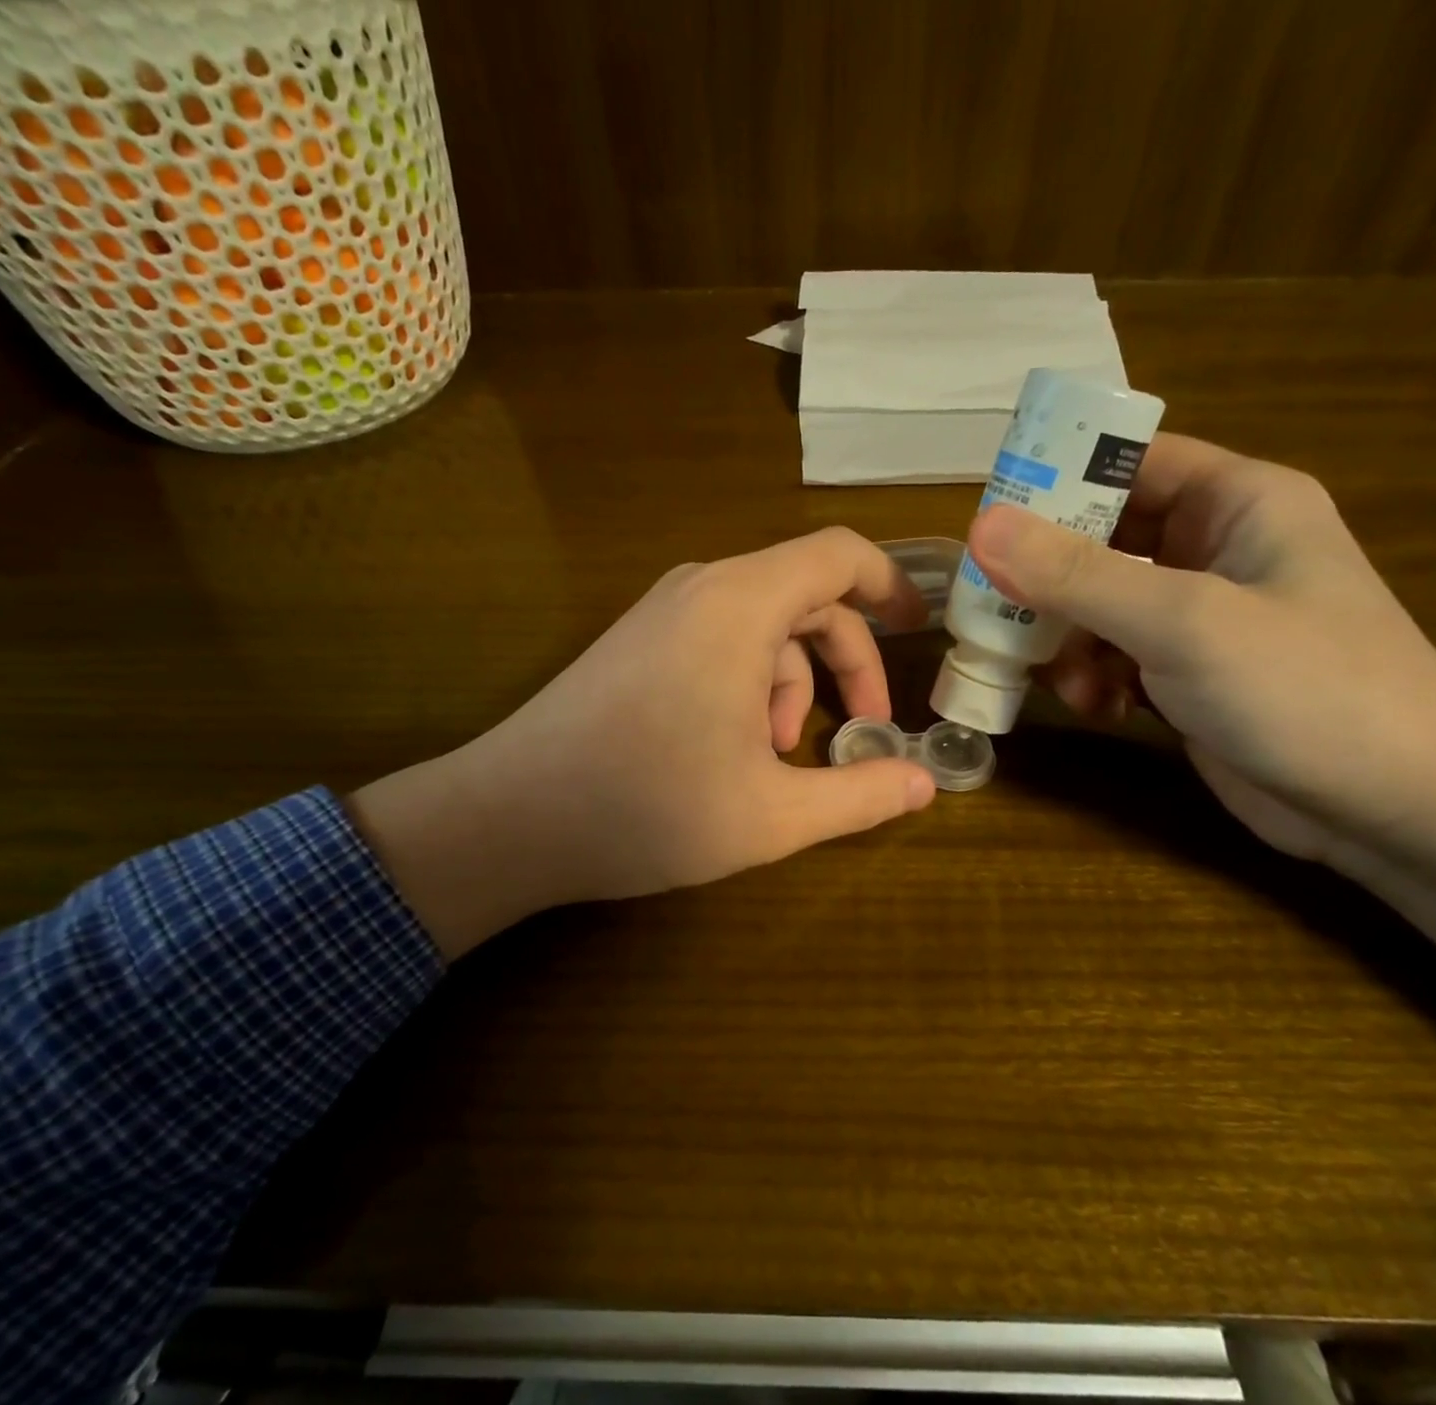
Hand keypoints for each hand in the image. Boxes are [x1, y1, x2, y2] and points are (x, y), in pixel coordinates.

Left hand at [351, 528, 936, 954]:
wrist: (510, 818)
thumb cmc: (648, 808)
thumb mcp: (773, 815)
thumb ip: (860, 796)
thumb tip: (926, 783)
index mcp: (742, 605)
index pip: (839, 555)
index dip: (891, 586)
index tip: (921, 632)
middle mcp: (702, 589)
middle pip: (807, 598)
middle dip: (848, 662)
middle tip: (864, 730)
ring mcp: (662, 613)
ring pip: (762, 627)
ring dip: (794, 685)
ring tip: (781, 757)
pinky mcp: (637, 643)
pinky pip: (718, 642)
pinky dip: (749, 684)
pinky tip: (735, 750)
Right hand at [965, 433, 1435, 863]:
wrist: (1393, 809)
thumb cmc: (1306, 689)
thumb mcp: (1183, 622)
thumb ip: (1077, 575)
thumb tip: (982, 526)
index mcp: (1237, 502)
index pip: (1132, 462)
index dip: (1060, 479)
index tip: (992, 518)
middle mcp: (1214, 550)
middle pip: (1102, 539)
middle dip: (1049, 580)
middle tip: (995, 608)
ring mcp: (1200, 617)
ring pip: (1098, 605)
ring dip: (1068, 641)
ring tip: (1064, 681)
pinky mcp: (1185, 674)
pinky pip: (1113, 655)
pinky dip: (1094, 678)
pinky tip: (1101, 708)